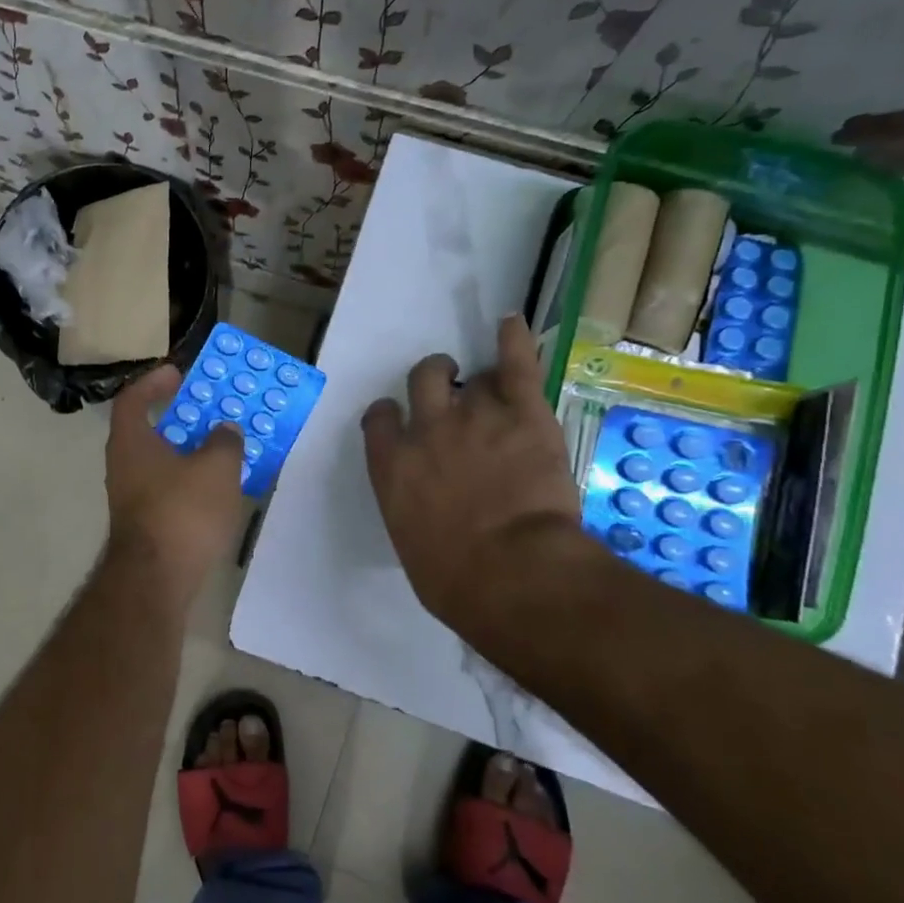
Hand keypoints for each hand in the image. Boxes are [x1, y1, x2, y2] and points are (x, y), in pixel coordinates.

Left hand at [104, 366, 245, 595]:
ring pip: (158, 462)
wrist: (156, 580)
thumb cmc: (182, 512)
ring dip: (186, 452)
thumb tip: (225, 431)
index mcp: (131, 441)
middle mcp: (123, 465)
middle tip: (209, 412)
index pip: (133, 398)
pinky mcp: (143, 524)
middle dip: (178, 418)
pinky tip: (214, 489)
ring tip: (220, 450)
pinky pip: (166, 488)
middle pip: (147, 430)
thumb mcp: (216, 468)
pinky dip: (187, 480)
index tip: (178, 374)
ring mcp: (130, 497)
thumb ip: (224, 442)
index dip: (154, 382)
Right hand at [362, 315, 582, 629]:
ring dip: (477, 380)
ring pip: (470, 375)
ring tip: (489, 385)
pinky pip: (516, 364)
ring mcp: (475, 416)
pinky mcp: (524, 414)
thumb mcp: (414, 545)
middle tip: (451, 388)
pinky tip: (511, 322)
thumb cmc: (455, 580)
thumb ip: (414, 510)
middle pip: (423, 380)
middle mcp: (426, 429)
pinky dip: (513, 339)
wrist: (512, 574)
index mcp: (392, 465)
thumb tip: (430, 512)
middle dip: (435, 378)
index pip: (379, 418)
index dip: (390, 414)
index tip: (401, 420)